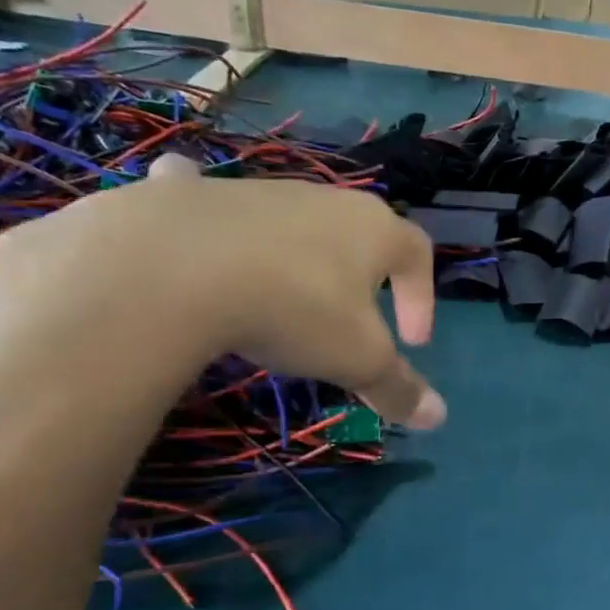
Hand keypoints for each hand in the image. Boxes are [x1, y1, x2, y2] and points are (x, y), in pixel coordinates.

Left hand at [0, 153, 444, 427]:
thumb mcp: (356, 359)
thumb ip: (398, 387)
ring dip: (297, 255)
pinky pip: (208, 198)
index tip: (412, 343)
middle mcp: (321, 199)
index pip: (419, 253)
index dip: (423, 297)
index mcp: (373, 229)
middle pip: (358, 234)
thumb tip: (438, 418)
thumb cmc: (293, 309)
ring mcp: (256, 191)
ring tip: (278, 298)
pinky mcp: (193, 195)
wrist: (171, 267)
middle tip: (352, 324)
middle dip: (364, 278)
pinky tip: (195, 238)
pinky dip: (208, 213)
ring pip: (290, 219)